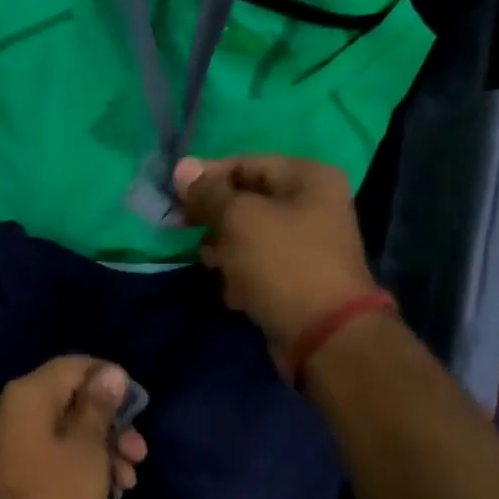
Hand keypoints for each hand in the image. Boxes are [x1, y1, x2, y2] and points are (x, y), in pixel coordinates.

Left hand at [0, 357, 148, 498]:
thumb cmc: (52, 496)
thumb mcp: (87, 448)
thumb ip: (99, 406)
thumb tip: (110, 372)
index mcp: (27, 394)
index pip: (75, 366)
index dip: (111, 381)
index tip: (138, 408)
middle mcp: (11, 409)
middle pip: (70, 401)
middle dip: (111, 426)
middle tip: (139, 455)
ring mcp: (5, 441)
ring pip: (63, 431)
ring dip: (100, 451)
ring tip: (128, 483)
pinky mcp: (7, 469)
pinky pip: (48, 453)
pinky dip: (77, 465)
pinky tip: (105, 492)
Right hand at [174, 154, 378, 368]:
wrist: (324, 334)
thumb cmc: (282, 263)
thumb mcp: (239, 219)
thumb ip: (208, 193)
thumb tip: (182, 167)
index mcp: (308, 177)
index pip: (245, 163)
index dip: (206, 178)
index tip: (175, 199)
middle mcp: (313, 204)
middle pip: (247, 200)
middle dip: (215, 218)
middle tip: (187, 232)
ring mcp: (307, 243)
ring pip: (249, 235)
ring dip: (225, 250)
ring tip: (215, 266)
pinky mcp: (298, 277)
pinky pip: (259, 265)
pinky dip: (242, 276)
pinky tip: (236, 293)